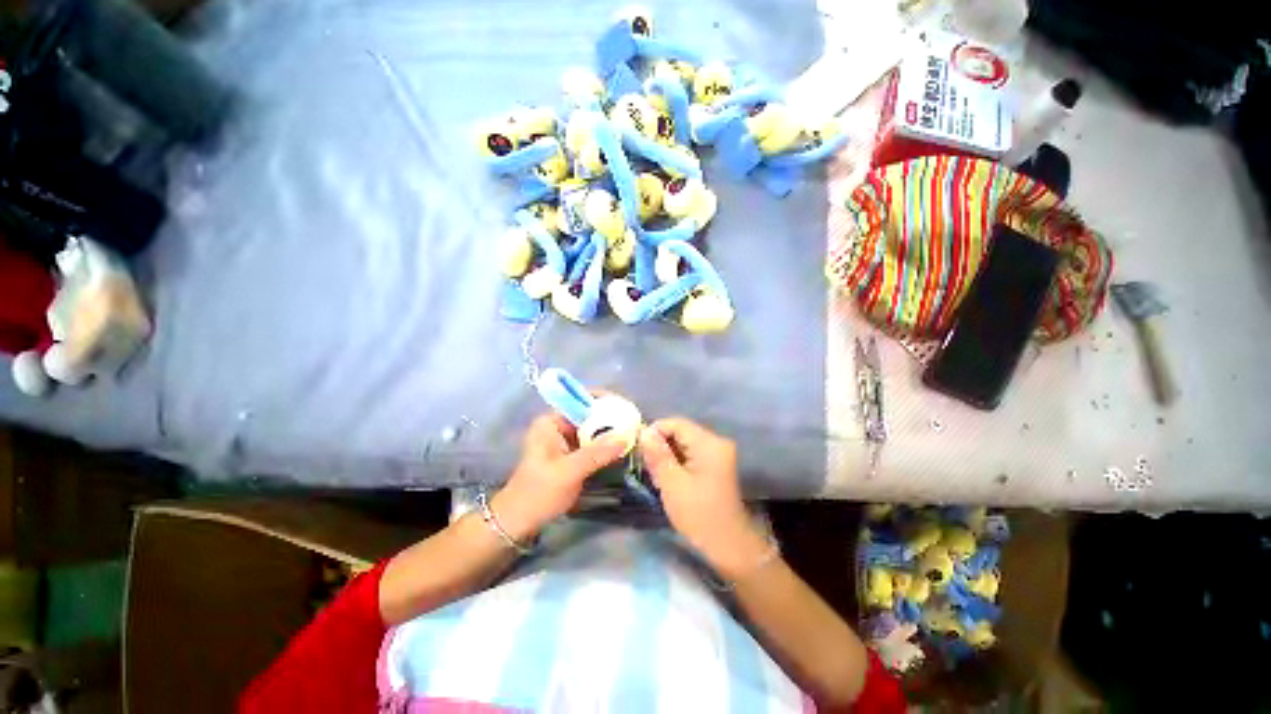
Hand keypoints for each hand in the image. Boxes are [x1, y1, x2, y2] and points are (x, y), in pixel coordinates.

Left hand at [493, 413, 627, 541]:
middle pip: (589, 415)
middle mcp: (558, 426)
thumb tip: (626, 436)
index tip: (627, 407)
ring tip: (634, 434)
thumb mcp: (569, 472)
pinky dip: (606, 446)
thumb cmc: (538, 494)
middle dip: (612, 418)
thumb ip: (597, 453)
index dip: (604, 400)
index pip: (581, 400)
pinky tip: (623, 449)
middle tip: (635, 424)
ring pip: (592, 430)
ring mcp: (564, 442)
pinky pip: (592, 445)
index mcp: (551, 422)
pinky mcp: (571, 456)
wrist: (519, 523)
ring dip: (611, 433)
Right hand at [639, 418, 770, 579]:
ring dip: (667, 453)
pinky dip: (677, 460)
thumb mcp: (672, 484)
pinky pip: (691, 453)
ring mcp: (718, 452)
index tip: (638, 448)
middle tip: (644, 462)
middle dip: (660, 444)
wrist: (729, 544)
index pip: (676, 423)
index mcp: (708, 443)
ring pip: (684, 442)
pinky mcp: (716, 464)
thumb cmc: (699, 514)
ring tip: (654, 471)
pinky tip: (667, 475)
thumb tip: (643, 432)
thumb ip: (657, 455)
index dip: (654, 431)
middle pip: (681, 431)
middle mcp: (716, 441)